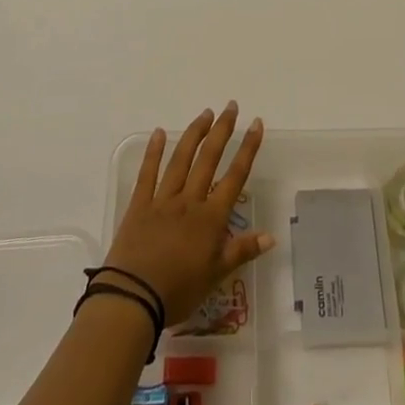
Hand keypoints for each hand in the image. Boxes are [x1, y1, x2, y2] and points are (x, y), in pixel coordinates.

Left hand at [102, 103, 274, 324]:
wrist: (133, 298)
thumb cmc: (178, 291)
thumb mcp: (215, 276)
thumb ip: (242, 251)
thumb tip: (271, 235)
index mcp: (210, 218)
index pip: (235, 177)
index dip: (248, 149)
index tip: (256, 124)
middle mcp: (189, 201)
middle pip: (209, 159)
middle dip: (222, 130)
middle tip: (231, 106)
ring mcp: (163, 200)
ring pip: (182, 159)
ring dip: (195, 134)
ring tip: (205, 113)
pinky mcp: (139, 205)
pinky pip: (147, 173)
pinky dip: (154, 152)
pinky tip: (160, 132)